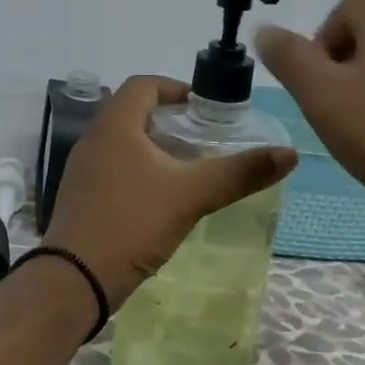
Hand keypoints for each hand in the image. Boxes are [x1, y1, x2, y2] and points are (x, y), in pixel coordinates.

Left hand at [41, 75, 297, 305]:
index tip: (204, 108)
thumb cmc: (132, 223)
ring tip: (189, 170)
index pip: (143, 84)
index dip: (176, 88)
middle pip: (132, 113)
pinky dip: (140, 173)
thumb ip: (239, 173)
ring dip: (155, 149)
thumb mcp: (191, 195)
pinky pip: (114, 171)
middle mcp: (93, 140)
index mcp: (114, 126)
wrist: (76, 279)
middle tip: (204, 140)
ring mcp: (83, 172)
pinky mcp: (81, 199)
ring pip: (123, 145)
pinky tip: (162, 200)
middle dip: (170, 121)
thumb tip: (289, 154)